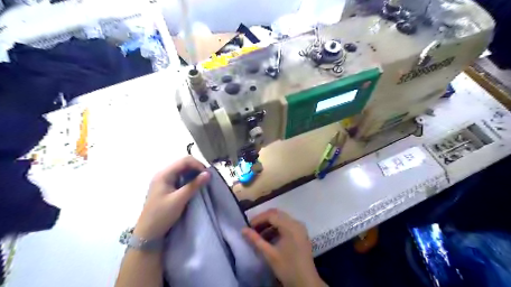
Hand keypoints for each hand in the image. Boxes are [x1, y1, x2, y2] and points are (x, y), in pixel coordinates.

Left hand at [134, 157, 210, 239]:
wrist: (147, 233)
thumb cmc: (161, 215)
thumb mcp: (179, 200)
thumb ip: (194, 185)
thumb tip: (208, 173)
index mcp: (164, 174)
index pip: (184, 161)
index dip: (198, 164)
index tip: (207, 175)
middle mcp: (163, 174)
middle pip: (183, 163)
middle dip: (197, 168)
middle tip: (206, 178)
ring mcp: (164, 180)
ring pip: (183, 170)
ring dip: (194, 174)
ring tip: (202, 182)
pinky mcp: (166, 187)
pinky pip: (180, 177)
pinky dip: (189, 179)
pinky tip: (194, 186)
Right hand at [242, 208, 324, 286]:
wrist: (306, 283)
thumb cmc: (287, 268)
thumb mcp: (269, 254)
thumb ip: (255, 240)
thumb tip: (243, 230)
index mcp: (290, 226)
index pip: (271, 215)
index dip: (258, 219)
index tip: (248, 226)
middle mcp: (296, 222)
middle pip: (277, 214)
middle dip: (263, 220)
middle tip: (252, 228)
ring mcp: (300, 227)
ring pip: (281, 218)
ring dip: (270, 224)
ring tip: (259, 234)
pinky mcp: (301, 233)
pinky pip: (287, 224)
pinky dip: (277, 228)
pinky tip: (269, 238)